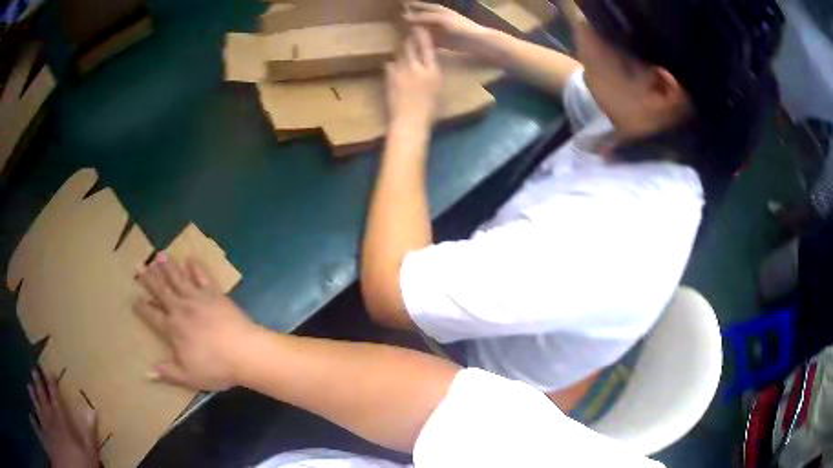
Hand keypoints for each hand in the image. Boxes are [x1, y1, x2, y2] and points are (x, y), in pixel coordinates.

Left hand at [29, 371, 99, 467]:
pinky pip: (37, 413)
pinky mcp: (44, 429)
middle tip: (34, 369)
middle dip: (38, 384)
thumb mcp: (90, 455)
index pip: (56, 400)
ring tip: (30, 385)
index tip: (50, 372)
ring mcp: (45, 424)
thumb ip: (90, 434)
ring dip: (33, 394)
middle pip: (43, 398)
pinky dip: (33, 404)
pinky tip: (32, 401)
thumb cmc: (80, 465)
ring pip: (37, 404)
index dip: (53, 386)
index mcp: (62, 423)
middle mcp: (50, 419)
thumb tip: (93, 409)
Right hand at [134, 254, 260, 390]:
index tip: (134, 298)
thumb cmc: (216, 368)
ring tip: (159, 255)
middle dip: (149, 278)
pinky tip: (190, 259)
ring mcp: (199, 298)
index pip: (152, 316)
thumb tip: (146, 373)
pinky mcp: (215, 294)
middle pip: (162, 290)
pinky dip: (195, 267)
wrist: (245, 352)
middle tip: (139, 265)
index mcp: (173, 328)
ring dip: (168, 266)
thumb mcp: (189, 377)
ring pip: (179, 278)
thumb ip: (167, 373)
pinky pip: (203, 277)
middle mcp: (182, 308)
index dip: (142, 308)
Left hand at [386, 27, 441, 128]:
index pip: (427, 47)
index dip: (422, 36)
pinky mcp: (389, 77)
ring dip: (401, 54)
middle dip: (409, 41)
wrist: (409, 122)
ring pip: (399, 54)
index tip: (420, 29)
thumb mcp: (438, 89)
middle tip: (408, 40)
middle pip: (410, 46)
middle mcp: (417, 67)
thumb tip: (427, 64)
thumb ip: (432, 73)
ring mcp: (401, 71)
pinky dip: (392, 65)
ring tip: (403, 58)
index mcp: (432, 71)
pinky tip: (394, 71)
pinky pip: (389, 64)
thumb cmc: (428, 111)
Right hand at [404, 2, 487, 52]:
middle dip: (409, 20)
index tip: (398, 6)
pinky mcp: (441, 42)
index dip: (410, 5)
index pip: (420, 6)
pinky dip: (420, 42)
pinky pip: (427, 41)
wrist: (477, 42)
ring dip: (413, 32)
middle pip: (420, 18)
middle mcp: (436, 19)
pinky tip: (412, 46)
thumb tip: (404, 16)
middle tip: (394, 23)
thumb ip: (423, 17)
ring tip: (400, 35)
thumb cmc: (461, 27)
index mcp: (437, 10)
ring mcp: (438, 31)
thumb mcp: (441, 19)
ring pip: (422, 29)